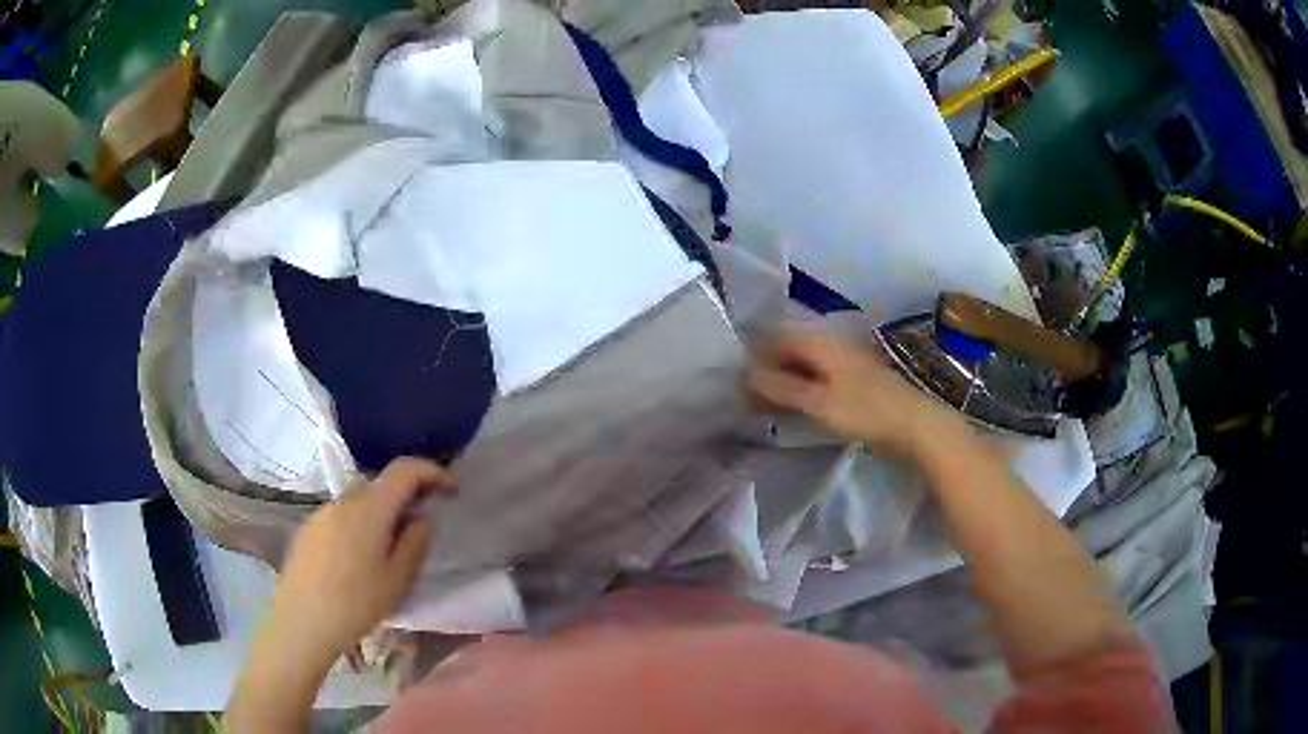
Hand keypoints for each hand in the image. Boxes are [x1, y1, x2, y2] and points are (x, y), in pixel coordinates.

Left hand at [266, 457, 454, 666]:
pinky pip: (342, 516)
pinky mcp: (309, 529)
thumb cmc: (356, 604)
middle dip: (407, 495)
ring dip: (381, 512)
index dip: (432, 472)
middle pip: (381, 484)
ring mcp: (323, 513)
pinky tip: (360, 558)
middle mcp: (345, 501)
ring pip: (360, 501)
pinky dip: (360, 524)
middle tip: (423, 522)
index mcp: (370, 509)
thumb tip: (423, 519)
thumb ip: (415, 544)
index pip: (404, 470)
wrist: (302, 621)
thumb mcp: (398, 580)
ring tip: (391, 546)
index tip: (451, 490)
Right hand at [746, 326, 964, 460]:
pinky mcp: (854, 382)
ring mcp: (844, 363)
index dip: (754, 355)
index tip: (735, 379)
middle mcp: (831, 345)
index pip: (776, 337)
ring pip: (803, 366)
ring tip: (764, 407)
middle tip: (746, 398)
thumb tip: (746, 375)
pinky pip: (817, 379)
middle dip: (766, 370)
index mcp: (821, 342)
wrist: (916, 424)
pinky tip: (794, 408)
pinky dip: (800, 391)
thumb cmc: (866, 410)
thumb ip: (781, 388)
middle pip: (790, 351)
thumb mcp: (819, 401)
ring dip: (783, 383)